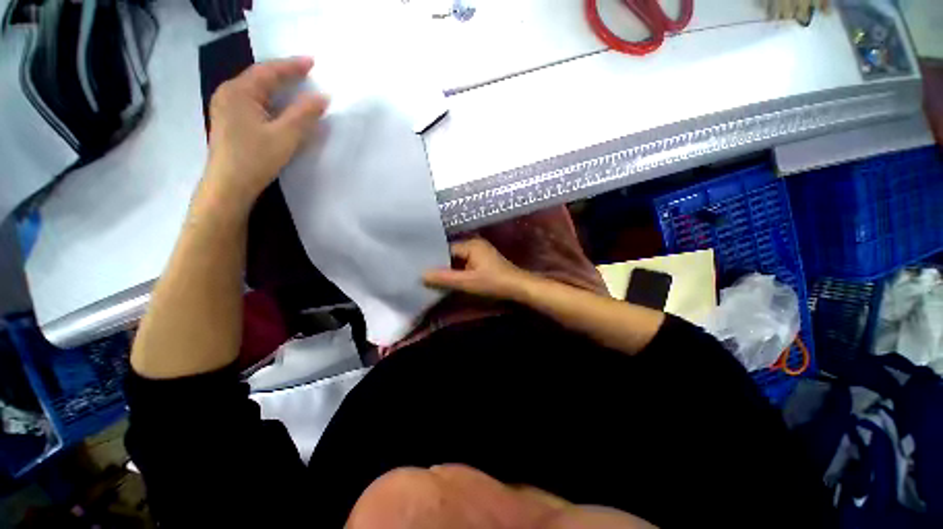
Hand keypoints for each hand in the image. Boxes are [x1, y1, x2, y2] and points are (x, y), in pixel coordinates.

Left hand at [202, 57, 328, 210]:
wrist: (228, 186)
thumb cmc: (255, 159)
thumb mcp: (285, 136)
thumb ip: (304, 114)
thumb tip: (323, 97)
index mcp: (239, 92)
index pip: (269, 71)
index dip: (292, 66)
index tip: (312, 62)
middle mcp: (229, 93)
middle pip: (260, 77)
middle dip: (284, 74)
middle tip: (307, 72)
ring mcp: (226, 108)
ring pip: (257, 90)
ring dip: (278, 87)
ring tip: (297, 85)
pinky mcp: (230, 121)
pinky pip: (254, 102)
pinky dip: (271, 100)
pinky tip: (280, 105)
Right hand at [423, 238, 534, 300]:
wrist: (519, 288)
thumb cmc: (494, 283)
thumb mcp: (468, 282)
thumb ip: (445, 279)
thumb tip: (421, 274)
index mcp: (471, 244)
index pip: (446, 249)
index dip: (433, 259)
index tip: (420, 268)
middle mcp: (475, 244)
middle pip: (451, 254)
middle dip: (440, 265)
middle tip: (423, 275)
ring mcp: (480, 252)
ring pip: (458, 260)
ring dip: (449, 269)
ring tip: (432, 278)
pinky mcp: (483, 261)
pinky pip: (465, 264)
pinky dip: (457, 272)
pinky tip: (450, 280)